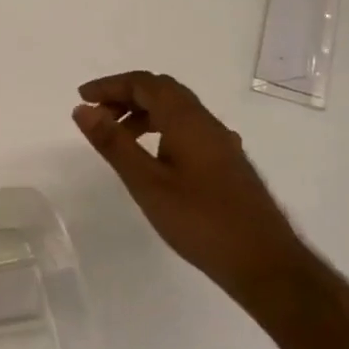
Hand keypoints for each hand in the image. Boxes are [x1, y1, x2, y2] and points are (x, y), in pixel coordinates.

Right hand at [73, 71, 302, 300]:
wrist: (266, 264)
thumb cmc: (201, 221)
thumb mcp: (147, 183)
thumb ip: (113, 143)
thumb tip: (82, 109)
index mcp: (187, 120)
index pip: (144, 83)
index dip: (110, 85)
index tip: (82, 98)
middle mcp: (207, 123)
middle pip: (162, 90)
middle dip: (125, 95)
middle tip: (97, 115)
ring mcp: (221, 143)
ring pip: (177, 110)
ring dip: (143, 113)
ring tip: (118, 137)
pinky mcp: (227, 163)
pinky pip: (188, 129)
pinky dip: (161, 129)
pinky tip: (153, 158)